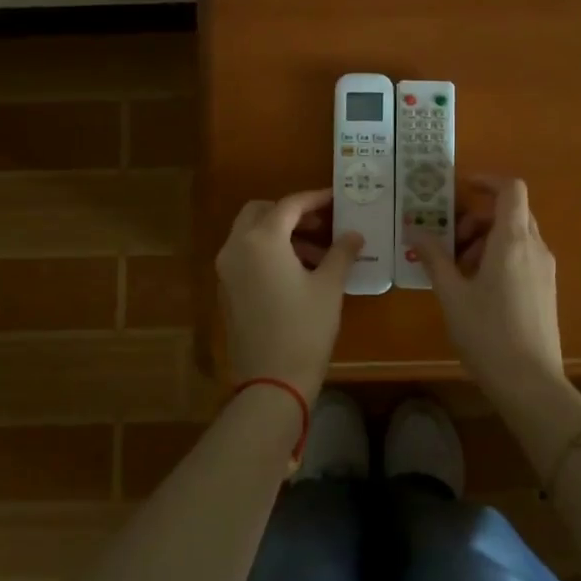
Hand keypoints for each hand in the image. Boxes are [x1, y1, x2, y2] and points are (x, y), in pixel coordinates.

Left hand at [216, 189, 361, 398]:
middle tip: (321, 223)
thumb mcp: (329, 287)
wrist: (271, 382)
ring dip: (280, 233)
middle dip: (290, 212)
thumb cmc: (304, 329)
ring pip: (250, 233)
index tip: (336, 198)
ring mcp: (227, 269)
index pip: (289, 205)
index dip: (314, 198)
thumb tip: (354, 234)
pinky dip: (267, 251)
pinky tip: (297, 271)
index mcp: (261, 240)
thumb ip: (341, 252)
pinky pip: (245, 254)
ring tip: (318, 252)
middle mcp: (237, 247)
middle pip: (260, 212)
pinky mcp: (226, 289)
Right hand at [414, 177, 563, 398]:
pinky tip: (476, 288)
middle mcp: (535, 247)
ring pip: (515, 235)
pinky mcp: (545, 288)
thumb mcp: (451, 294)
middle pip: (510, 212)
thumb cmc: (487, 333)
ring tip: (457, 270)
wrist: (531, 383)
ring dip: (485, 240)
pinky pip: (522, 256)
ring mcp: (544, 269)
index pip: (511, 189)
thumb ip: (433, 257)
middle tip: (449, 242)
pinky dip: (498, 257)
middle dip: (477, 218)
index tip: (460, 188)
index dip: (487, 180)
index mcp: (513, 240)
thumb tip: (414, 230)